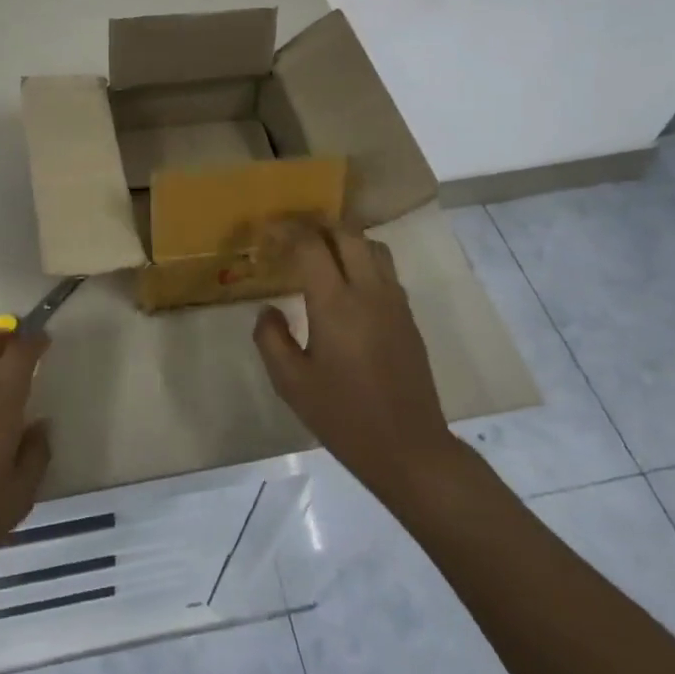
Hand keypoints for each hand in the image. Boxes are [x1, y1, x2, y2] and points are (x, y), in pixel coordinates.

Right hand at [253, 219, 457, 501]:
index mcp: (335, 305)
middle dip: (316, 225)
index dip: (286, 231)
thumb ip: (271, 338)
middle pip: (347, 233)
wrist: (409, 448)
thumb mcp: (291, 383)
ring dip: (343, 238)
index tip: (266, 232)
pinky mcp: (407, 316)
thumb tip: (268, 308)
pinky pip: (385, 269)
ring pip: (372, 246)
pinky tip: (345, 282)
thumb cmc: (343, 416)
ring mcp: (394, 302)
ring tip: (319, 251)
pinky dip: (362, 259)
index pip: (311, 246)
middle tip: (291, 234)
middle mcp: (368, 292)